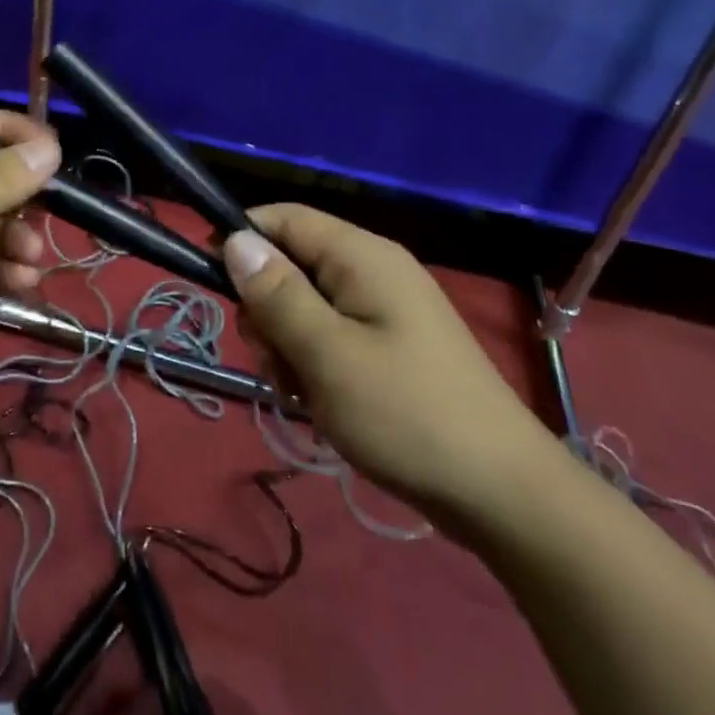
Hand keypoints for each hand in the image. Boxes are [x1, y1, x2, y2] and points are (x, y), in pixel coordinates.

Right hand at [223, 205, 558, 526]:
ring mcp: (383, 310)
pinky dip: (312, 364)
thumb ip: (276, 294)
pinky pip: (330, 337)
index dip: (241, 240)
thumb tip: (233, 238)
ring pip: (304, 306)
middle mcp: (372, 270)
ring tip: (300, 391)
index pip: (283, 218)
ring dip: (287, 344)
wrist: (502, 495)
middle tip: (273, 358)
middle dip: (267, 308)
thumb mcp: (327, 354)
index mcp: (361, 256)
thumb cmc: (406, 413)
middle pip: (290, 264)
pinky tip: (319, 404)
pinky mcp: (388, 347)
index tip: (212, 283)